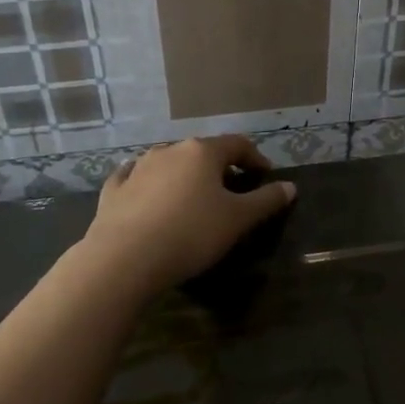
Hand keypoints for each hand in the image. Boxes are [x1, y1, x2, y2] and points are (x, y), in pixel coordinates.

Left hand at [81, 135, 296, 294]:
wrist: (125, 258)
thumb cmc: (191, 233)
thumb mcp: (238, 219)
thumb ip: (266, 201)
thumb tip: (290, 187)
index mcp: (202, 152)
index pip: (237, 144)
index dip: (255, 158)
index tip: (265, 176)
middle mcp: (169, 151)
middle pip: (202, 152)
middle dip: (220, 167)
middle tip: (233, 189)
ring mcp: (138, 168)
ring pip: (168, 163)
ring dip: (185, 175)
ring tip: (194, 197)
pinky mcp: (114, 190)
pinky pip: (134, 178)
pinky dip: (148, 183)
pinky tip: (147, 191)